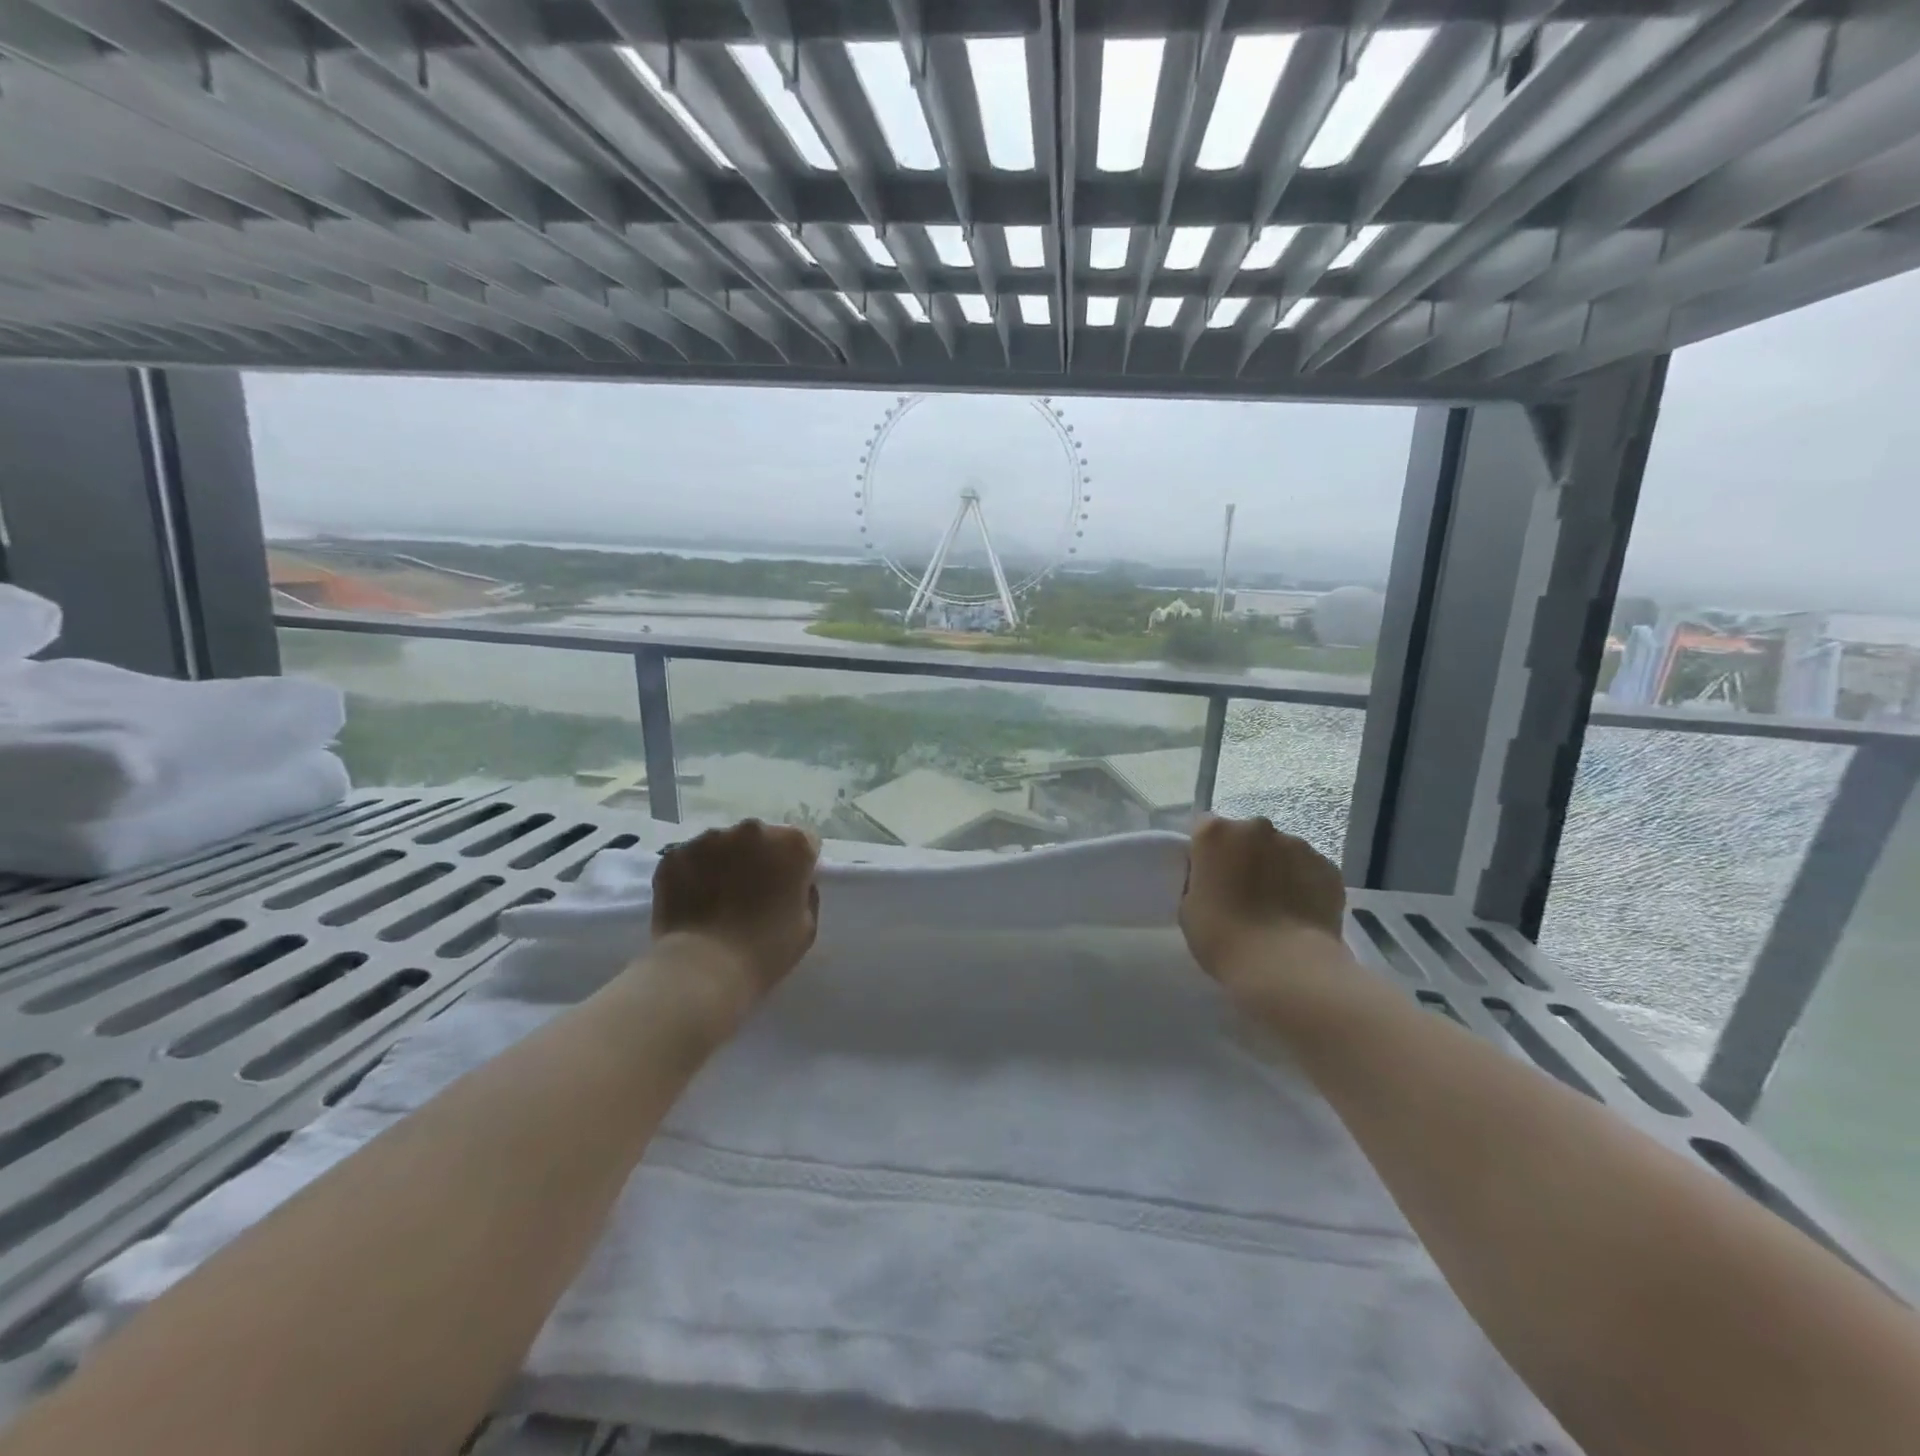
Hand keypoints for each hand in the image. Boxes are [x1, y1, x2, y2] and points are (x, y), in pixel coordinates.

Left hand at [651, 820, 820, 997]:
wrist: (703, 969)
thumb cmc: (765, 951)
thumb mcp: (806, 926)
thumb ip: (805, 893)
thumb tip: (793, 883)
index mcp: (792, 845)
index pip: (804, 843)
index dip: (797, 867)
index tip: (788, 889)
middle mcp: (753, 830)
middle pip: (761, 839)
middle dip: (759, 859)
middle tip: (750, 894)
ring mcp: (710, 838)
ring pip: (723, 845)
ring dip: (724, 863)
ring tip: (716, 900)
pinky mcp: (675, 854)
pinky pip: (690, 859)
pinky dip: (692, 874)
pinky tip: (691, 902)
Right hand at [1179, 815, 1346, 984]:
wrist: (1285, 967)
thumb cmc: (1223, 937)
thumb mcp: (1188, 908)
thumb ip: (1199, 881)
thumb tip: (1215, 879)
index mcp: (1216, 833)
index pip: (1205, 829)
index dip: (1207, 853)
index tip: (1210, 877)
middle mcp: (1257, 828)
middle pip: (1247, 836)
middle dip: (1245, 856)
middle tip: (1244, 893)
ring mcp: (1297, 845)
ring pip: (1282, 852)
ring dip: (1277, 869)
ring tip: (1278, 908)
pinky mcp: (1329, 867)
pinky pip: (1309, 870)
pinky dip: (1304, 885)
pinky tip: (1301, 914)